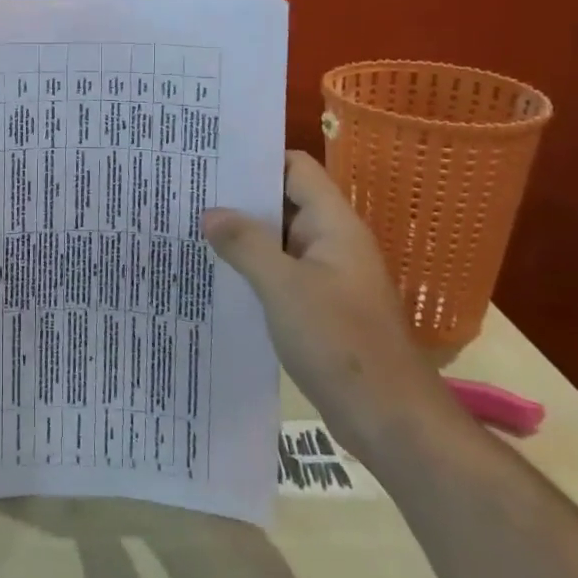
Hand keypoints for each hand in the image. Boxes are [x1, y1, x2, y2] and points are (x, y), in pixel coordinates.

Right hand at [203, 151, 457, 452]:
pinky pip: (280, 274)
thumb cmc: (339, 342)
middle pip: (283, 201)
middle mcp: (332, 242)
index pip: (295, 168)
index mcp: (333, 225)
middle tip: (188, 193)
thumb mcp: (284, 287)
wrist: (389, 419)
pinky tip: (217, 275)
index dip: (256, 158)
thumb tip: (211, 213)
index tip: (212, 159)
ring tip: (191, 229)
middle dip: (240, 198)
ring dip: (242, 236)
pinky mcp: (320, 307)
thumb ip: (245, 245)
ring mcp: (327, 276)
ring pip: (278, 241)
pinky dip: (252, 269)